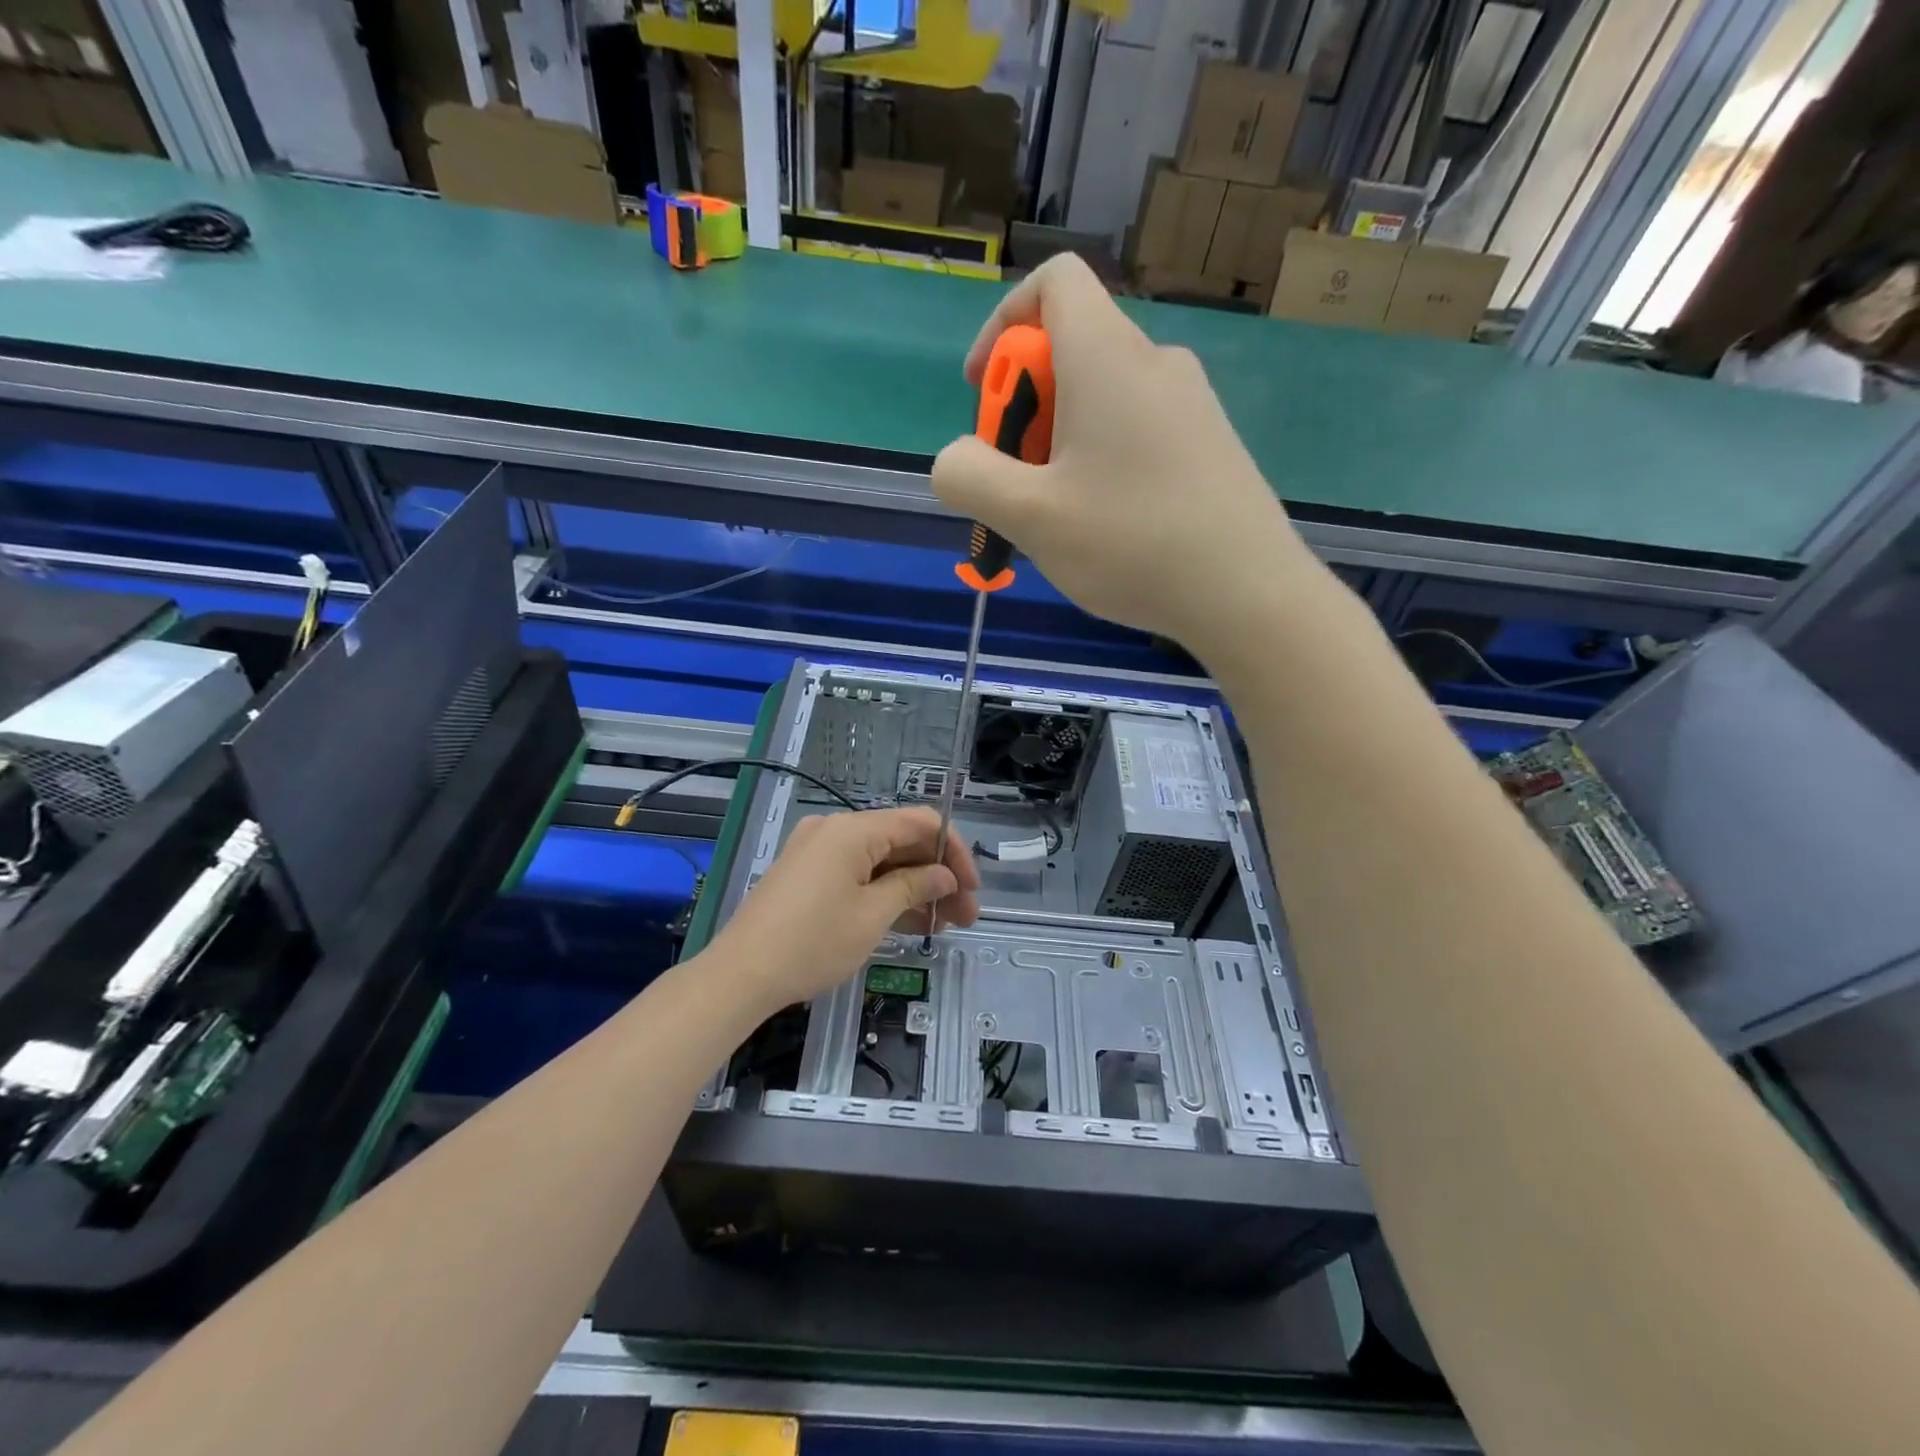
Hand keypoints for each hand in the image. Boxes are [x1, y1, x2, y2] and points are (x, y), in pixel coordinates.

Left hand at [709, 807, 979, 1012]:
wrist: (740, 975)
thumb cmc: (812, 943)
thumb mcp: (872, 916)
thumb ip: (914, 887)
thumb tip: (944, 876)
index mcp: (853, 829)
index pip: (921, 822)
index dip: (954, 852)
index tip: (972, 889)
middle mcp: (836, 830)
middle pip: (902, 842)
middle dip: (937, 876)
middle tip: (964, 916)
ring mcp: (819, 852)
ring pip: (881, 861)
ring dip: (914, 889)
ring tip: (943, 926)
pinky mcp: (808, 875)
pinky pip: (858, 875)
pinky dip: (884, 894)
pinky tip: (909, 923)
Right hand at [931, 253, 1311, 652]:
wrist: (1249, 594)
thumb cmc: (1133, 544)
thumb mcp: (1028, 516)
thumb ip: (969, 476)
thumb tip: (955, 459)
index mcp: (1108, 357)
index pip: (1054, 280)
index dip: (1003, 324)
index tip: (984, 392)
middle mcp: (1155, 362)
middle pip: (1070, 348)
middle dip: (1023, 407)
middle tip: (1015, 483)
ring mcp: (1191, 404)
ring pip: (1102, 398)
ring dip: (1059, 443)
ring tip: (1056, 518)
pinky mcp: (1209, 445)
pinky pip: (1136, 430)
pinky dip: (1100, 460)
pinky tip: (1104, 526)